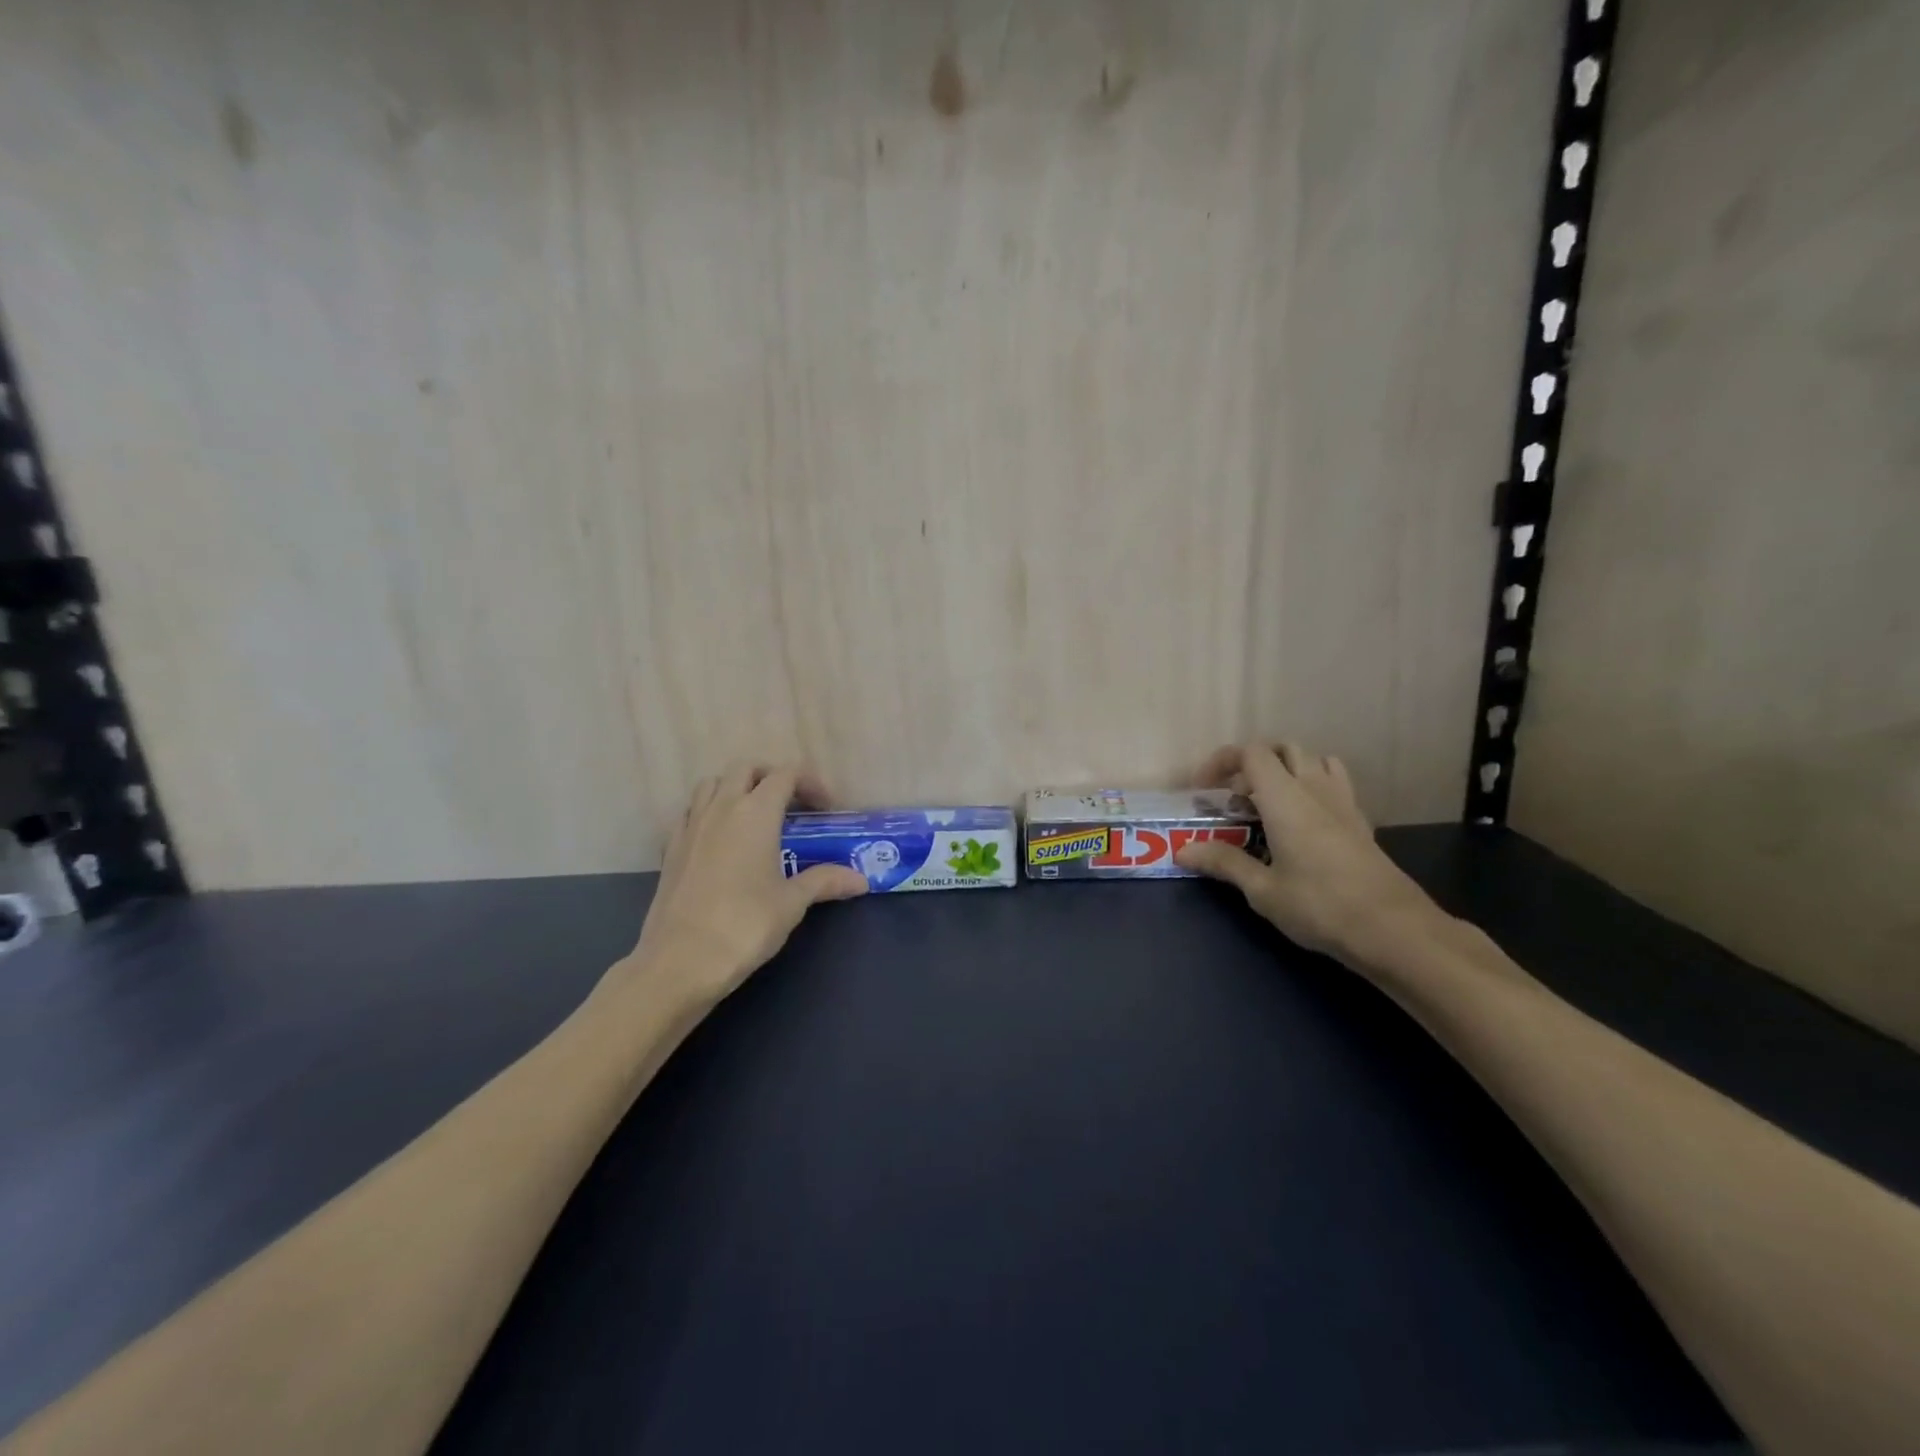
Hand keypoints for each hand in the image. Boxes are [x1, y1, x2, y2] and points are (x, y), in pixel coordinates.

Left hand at [623, 763, 867, 1005]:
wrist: (680, 961)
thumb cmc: (745, 925)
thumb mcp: (792, 903)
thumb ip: (825, 881)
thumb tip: (860, 880)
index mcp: (755, 812)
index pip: (786, 774)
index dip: (810, 783)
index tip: (826, 810)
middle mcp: (721, 807)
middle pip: (746, 769)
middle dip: (772, 777)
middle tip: (792, 806)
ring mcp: (691, 825)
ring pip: (713, 783)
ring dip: (737, 788)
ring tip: (756, 817)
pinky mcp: (671, 847)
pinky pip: (691, 811)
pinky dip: (710, 811)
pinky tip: (722, 840)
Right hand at [1174, 742, 1442, 964]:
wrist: (1393, 929)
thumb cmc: (1319, 906)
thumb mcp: (1262, 890)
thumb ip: (1223, 862)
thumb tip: (1182, 850)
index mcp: (1285, 798)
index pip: (1251, 753)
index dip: (1222, 762)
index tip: (1203, 790)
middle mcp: (1314, 788)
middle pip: (1283, 749)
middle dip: (1252, 763)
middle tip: (1234, 797)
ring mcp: (1343, 802)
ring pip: (1313, 760)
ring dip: (1286, 769)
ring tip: (1268, 802)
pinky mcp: (1360, 821)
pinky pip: (1334, 782)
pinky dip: (1312, 784)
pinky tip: (1302, 820)